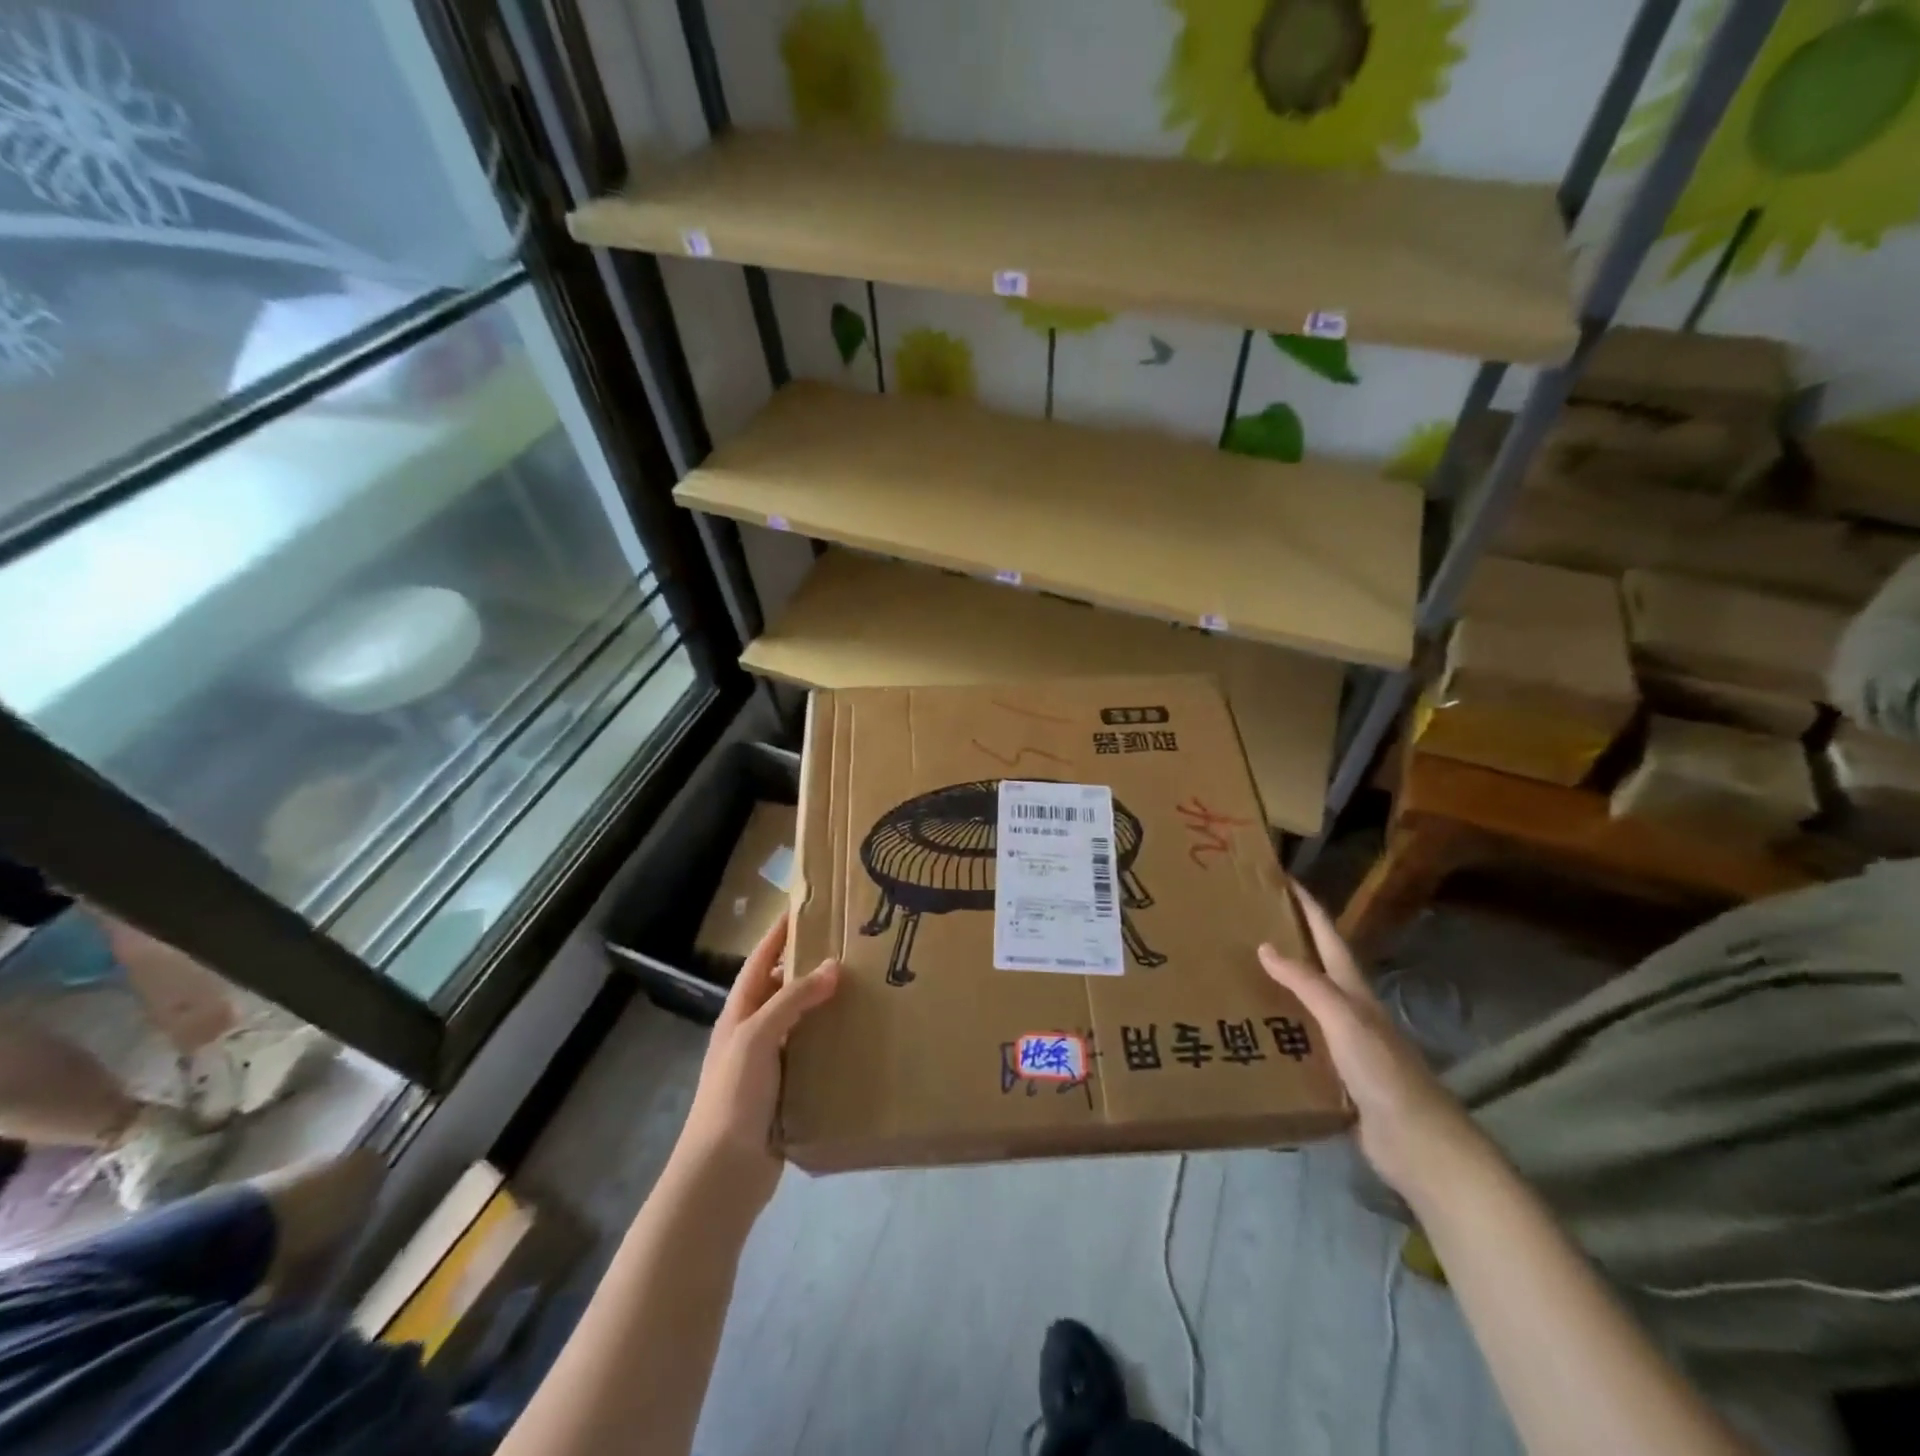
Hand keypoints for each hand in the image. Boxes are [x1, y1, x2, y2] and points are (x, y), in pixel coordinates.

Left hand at [676, 914, 838, 1209]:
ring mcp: (770, 1063)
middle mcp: (753, 1032)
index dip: (779, 933)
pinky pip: (813, 1053)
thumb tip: (832, 966)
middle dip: (810, 965)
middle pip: (782, 988)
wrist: (723, 1173)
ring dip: (825, 1003)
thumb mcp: (757, 1037)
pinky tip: (860, 1034)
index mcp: (739, 1013)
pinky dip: (832, 1039)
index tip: (805, 907)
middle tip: (850, 945)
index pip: (761, 961)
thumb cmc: (733, 1095)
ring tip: (865, 984)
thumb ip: (792, 1000)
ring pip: (801, 1020)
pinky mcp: (787, 1089)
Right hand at [1258, 888, 1479, 1201]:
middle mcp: (1348, 1010)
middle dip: (1287, 942)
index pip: (1328, 937)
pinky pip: (1299, 1041)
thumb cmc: (1383, 1071)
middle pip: (1315, 966)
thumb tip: (1265, 946)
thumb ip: (1307, 983)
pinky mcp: (1335, 1075)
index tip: (1283, 879)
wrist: (1418, 1143)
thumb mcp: (1344, 1019)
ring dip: (1277, 987)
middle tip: (1245, 925)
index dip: (1308, 907)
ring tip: (1236, 973)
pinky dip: (1276, 1029)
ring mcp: (1343, 1044)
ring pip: (1304, 1004)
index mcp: (1353, 991)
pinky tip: (1251, 1031)